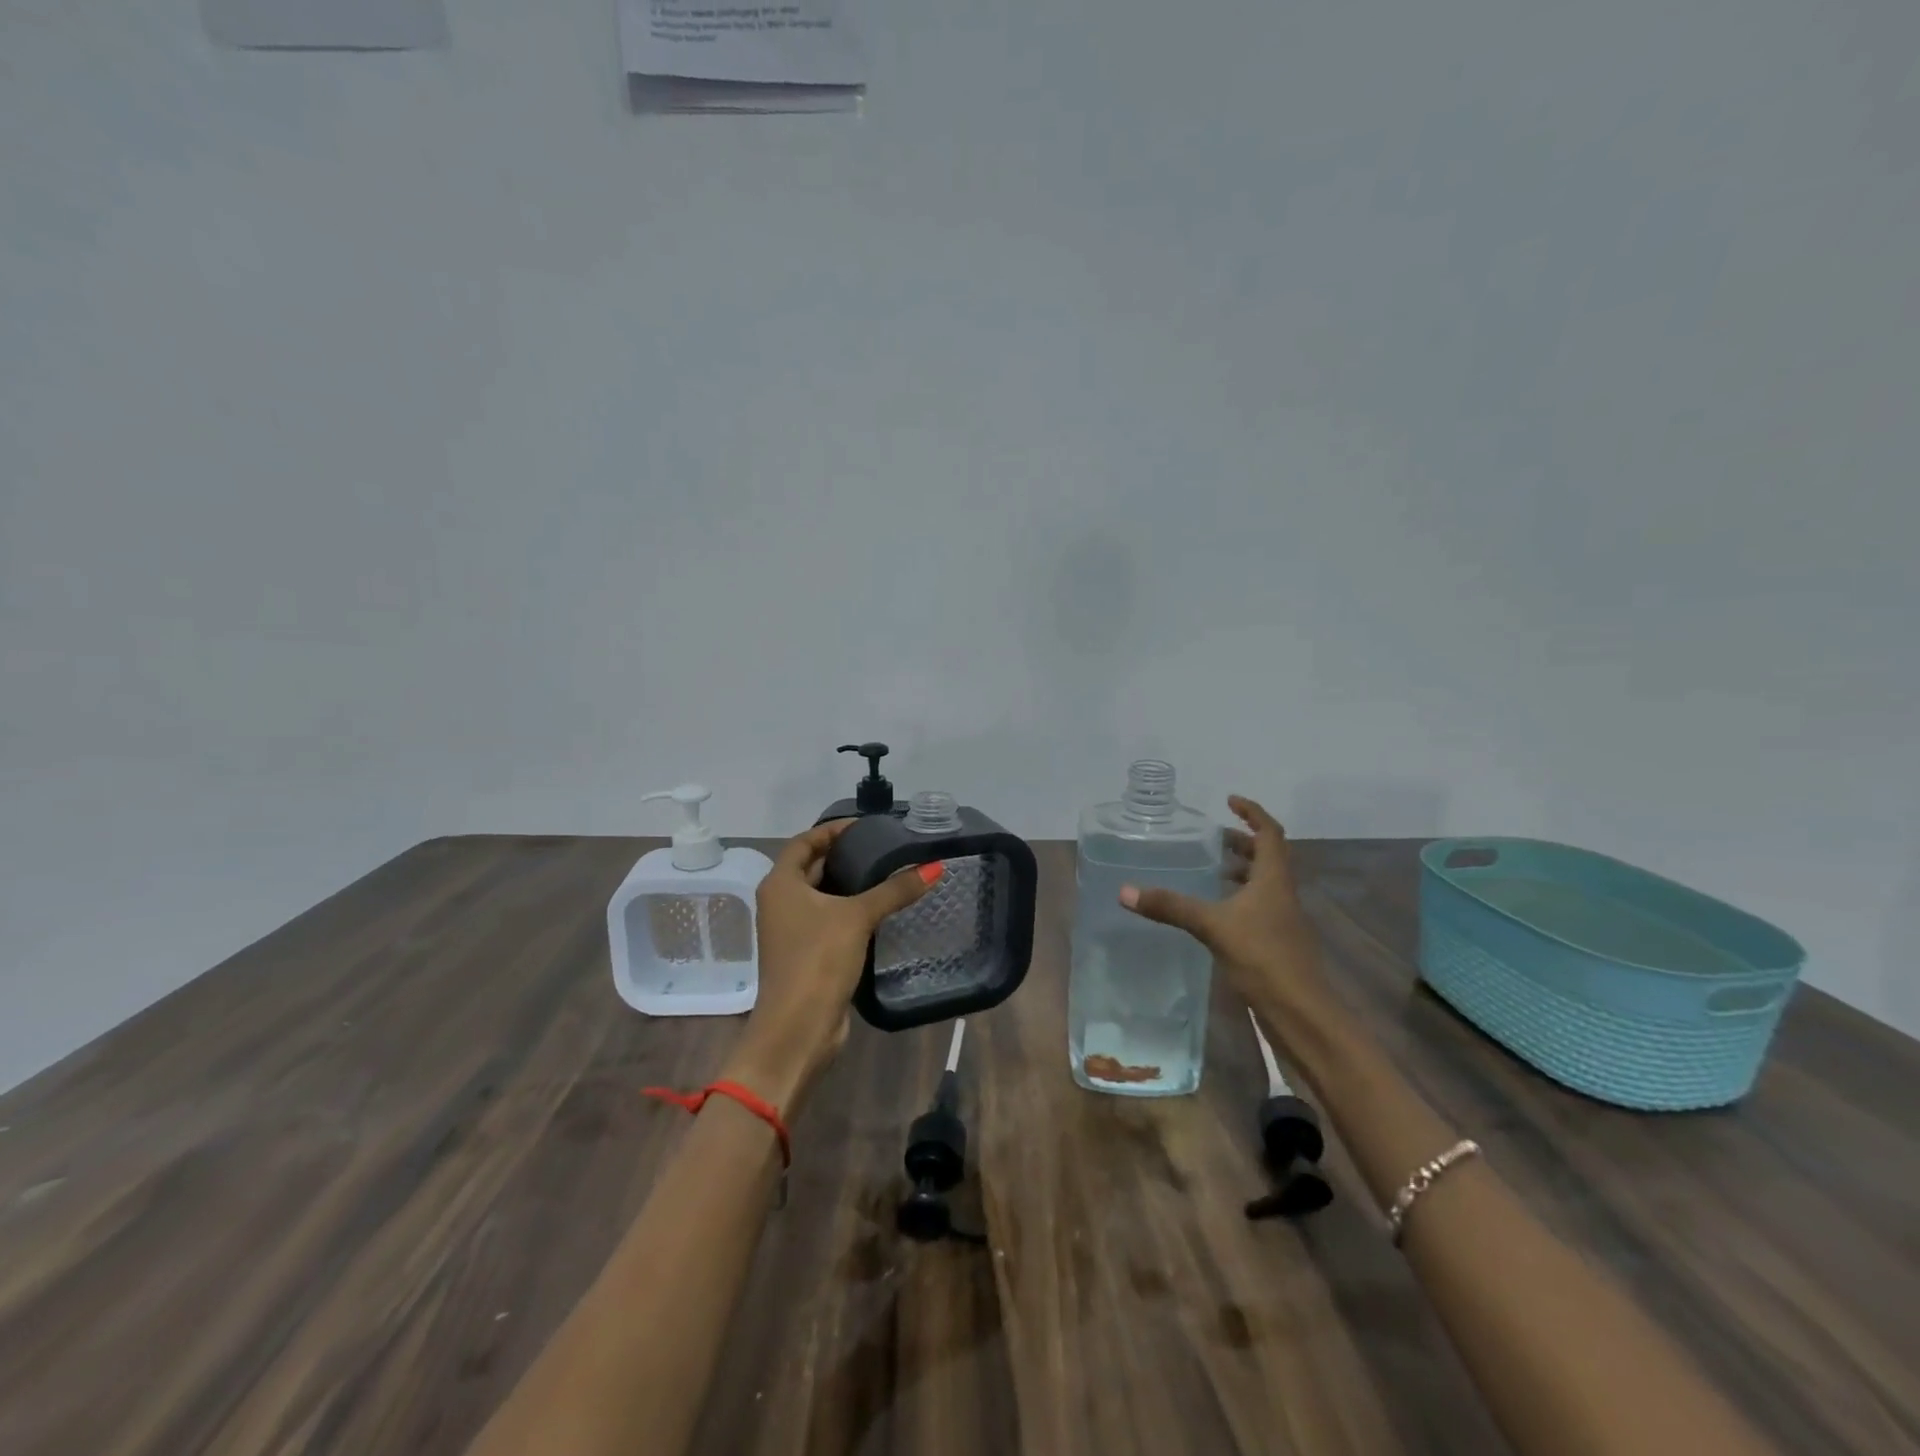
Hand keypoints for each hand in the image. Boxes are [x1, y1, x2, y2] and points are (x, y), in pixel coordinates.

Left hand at [725, 820, 941, 1115]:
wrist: (798, 1028)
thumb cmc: (818, 960)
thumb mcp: (858, 917)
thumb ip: (895, 890)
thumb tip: (934, 866)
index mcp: (781, 884)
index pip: (804, 842)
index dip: (832, 830)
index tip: (865, 826)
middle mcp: (780, 902)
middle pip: (812, 867)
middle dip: (844, 856)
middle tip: (882, 848)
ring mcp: (790, 931)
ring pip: (821, 896)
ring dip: (849, 885)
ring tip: (887, 874)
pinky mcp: (805, 954)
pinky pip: (828, 921)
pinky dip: (849, 911)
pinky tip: (880, 911)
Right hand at [1119, 795, 1332, 1023]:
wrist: (1302, 1013)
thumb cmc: (1264, 957)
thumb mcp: (1213, 926)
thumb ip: (1171, 906)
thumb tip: (1125, 891)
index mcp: (1274, 879)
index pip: (1269, 833)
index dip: (1252, 813)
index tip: (1229, 801)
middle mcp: (1282, 893)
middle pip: (1267, 856)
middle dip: (1242, 842)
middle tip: (1211, 838)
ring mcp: (1282, 919)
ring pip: (1263, 883)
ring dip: (1240, 871)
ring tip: (1209, 870)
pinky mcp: (1276, 942)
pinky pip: (1257, 907)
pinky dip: (1238, 898)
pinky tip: (1215, 912)